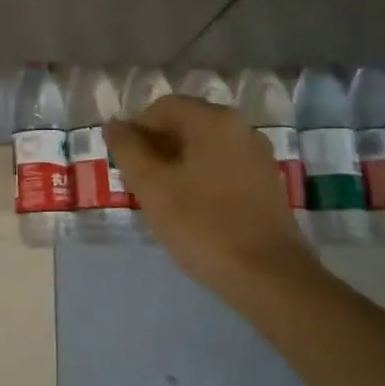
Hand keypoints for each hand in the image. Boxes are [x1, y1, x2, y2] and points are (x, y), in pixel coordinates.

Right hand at [106, 94, 320, 296]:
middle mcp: (240, 127)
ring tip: (161, 199)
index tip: (122, 164)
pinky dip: (200, 177)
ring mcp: (257, 155)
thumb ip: (127, 149)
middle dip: (155, 148)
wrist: (270, 278)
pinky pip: (222, 166)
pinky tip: (191, 209)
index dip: (135, 131)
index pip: (162, 108)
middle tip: (137, 183)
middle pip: (185, 124)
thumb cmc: (203, 225)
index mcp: (213, 120)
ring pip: (203, 147)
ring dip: (176, 164)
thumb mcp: (152, 186)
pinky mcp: (266, 183)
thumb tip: (114, 124)